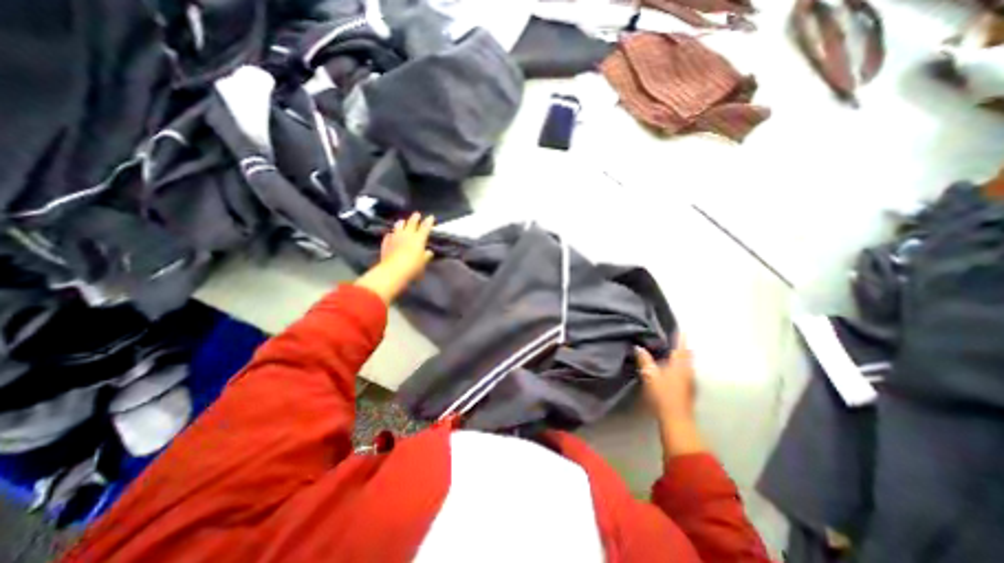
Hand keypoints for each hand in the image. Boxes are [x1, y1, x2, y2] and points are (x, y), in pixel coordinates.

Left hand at [380, 211, 435, 278]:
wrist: (393, 271)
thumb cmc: (413, 267)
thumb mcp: (423, 262)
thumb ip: (426, 256)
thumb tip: (428, 252)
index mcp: (418, 239)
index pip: (425, 227)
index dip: (428, 222)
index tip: (430, 217)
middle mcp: (407, 235)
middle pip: (411, 223)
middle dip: (415, 218)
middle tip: (416, 214)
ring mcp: (395, 238)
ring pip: (398, 227)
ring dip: (401, 223)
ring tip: (402, 221)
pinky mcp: (386, 243)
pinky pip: (389, 236)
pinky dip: (391, 234)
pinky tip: (391, 235)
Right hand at [634, 333, 704, 458]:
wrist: (676, 419)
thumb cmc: (662, 394)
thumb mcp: (650, 375)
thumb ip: (644, 360)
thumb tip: (638, 347)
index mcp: (679, 365)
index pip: (680, 347)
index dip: (680, 337)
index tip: (681, 328)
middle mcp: (688, 371)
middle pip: (686, 355)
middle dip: (682, 347)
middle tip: (675, 339)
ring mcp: (690, 381)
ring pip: (687, 364)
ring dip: (682, 357)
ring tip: (673, 352)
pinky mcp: (688, 390)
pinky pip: (685, 372)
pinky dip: (680, 367)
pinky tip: (673, 370)